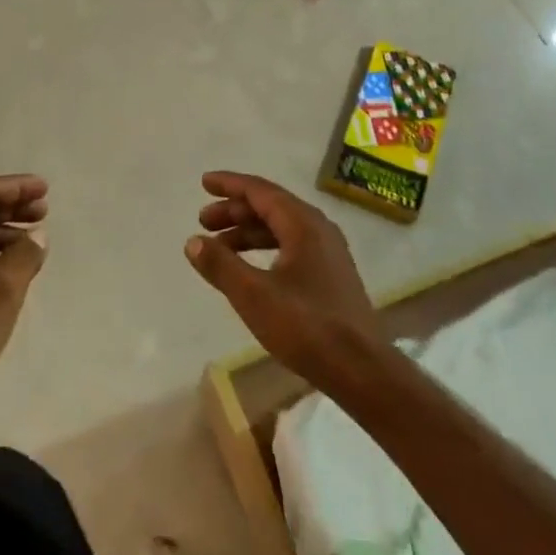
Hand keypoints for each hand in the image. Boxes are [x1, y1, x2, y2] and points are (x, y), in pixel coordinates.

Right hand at [186, 172, 386, 385]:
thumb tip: (193, 241)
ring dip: (248, 232)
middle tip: (204, 221)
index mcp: (303, 224)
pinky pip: (291, 246)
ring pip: (281, 228)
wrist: (363, 371)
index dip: (230, 184)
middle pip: (270, 207)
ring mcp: (328, 252)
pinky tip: (249, 268)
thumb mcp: (254, 295)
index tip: (204, 183)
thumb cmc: (306, 327)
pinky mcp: (331, 275)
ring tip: (218, 248)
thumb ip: (220, 265)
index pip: (260, 191)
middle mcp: (318, 229)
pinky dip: (264, 248)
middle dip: (235, 211)